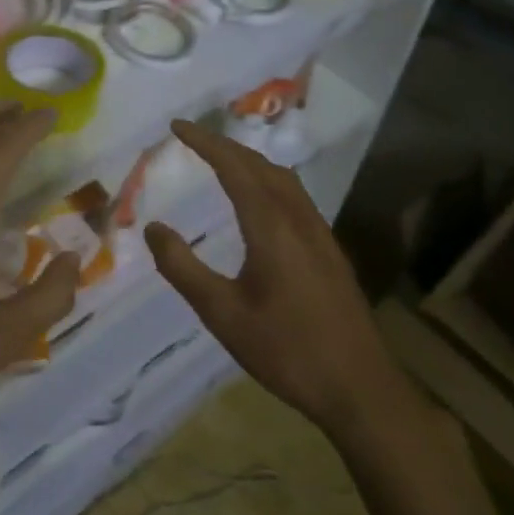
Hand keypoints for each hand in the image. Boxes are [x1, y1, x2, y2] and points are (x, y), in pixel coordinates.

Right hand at [143, 120, 410, 440]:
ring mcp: (320, 235)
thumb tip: (153, 227)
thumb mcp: (222, 314)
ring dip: (251, 161)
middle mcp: (299, 219)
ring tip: (222, 160)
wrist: (360, 389)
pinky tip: (261, 202)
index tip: (177, 126)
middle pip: (261, 166)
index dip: (205, 142)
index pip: (234, 167)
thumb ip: (183, 268)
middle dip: (225, 145)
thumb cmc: (286, 351)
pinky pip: (295, 197)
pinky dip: (269, 181)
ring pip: (283, 179)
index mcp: (271, 227)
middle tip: (193, 138)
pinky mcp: (330, 252)